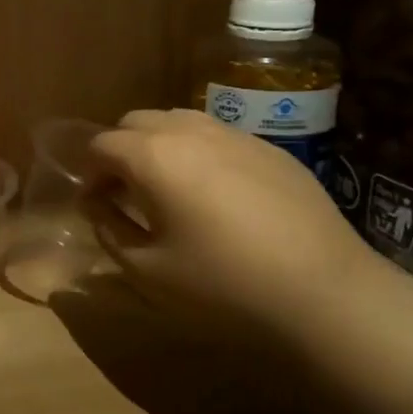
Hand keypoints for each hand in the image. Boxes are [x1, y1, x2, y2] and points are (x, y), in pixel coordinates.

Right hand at [86, 109, 376, 342]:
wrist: (324, 292)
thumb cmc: (222, 284)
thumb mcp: (146, 269)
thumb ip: (109, 227)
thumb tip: (96, 203)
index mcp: (153, 156)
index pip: (101, 144)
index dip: (88, 173)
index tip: (94, 204)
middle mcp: (190, 130)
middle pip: (136, 121)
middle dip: (120, 151)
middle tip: (124, 193)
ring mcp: (235, 135)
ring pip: (179, 121)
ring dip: (159, 146)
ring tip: (168, 189)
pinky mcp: (271, 149)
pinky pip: (218, 136)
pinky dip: (198, 153)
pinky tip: (216, 195)